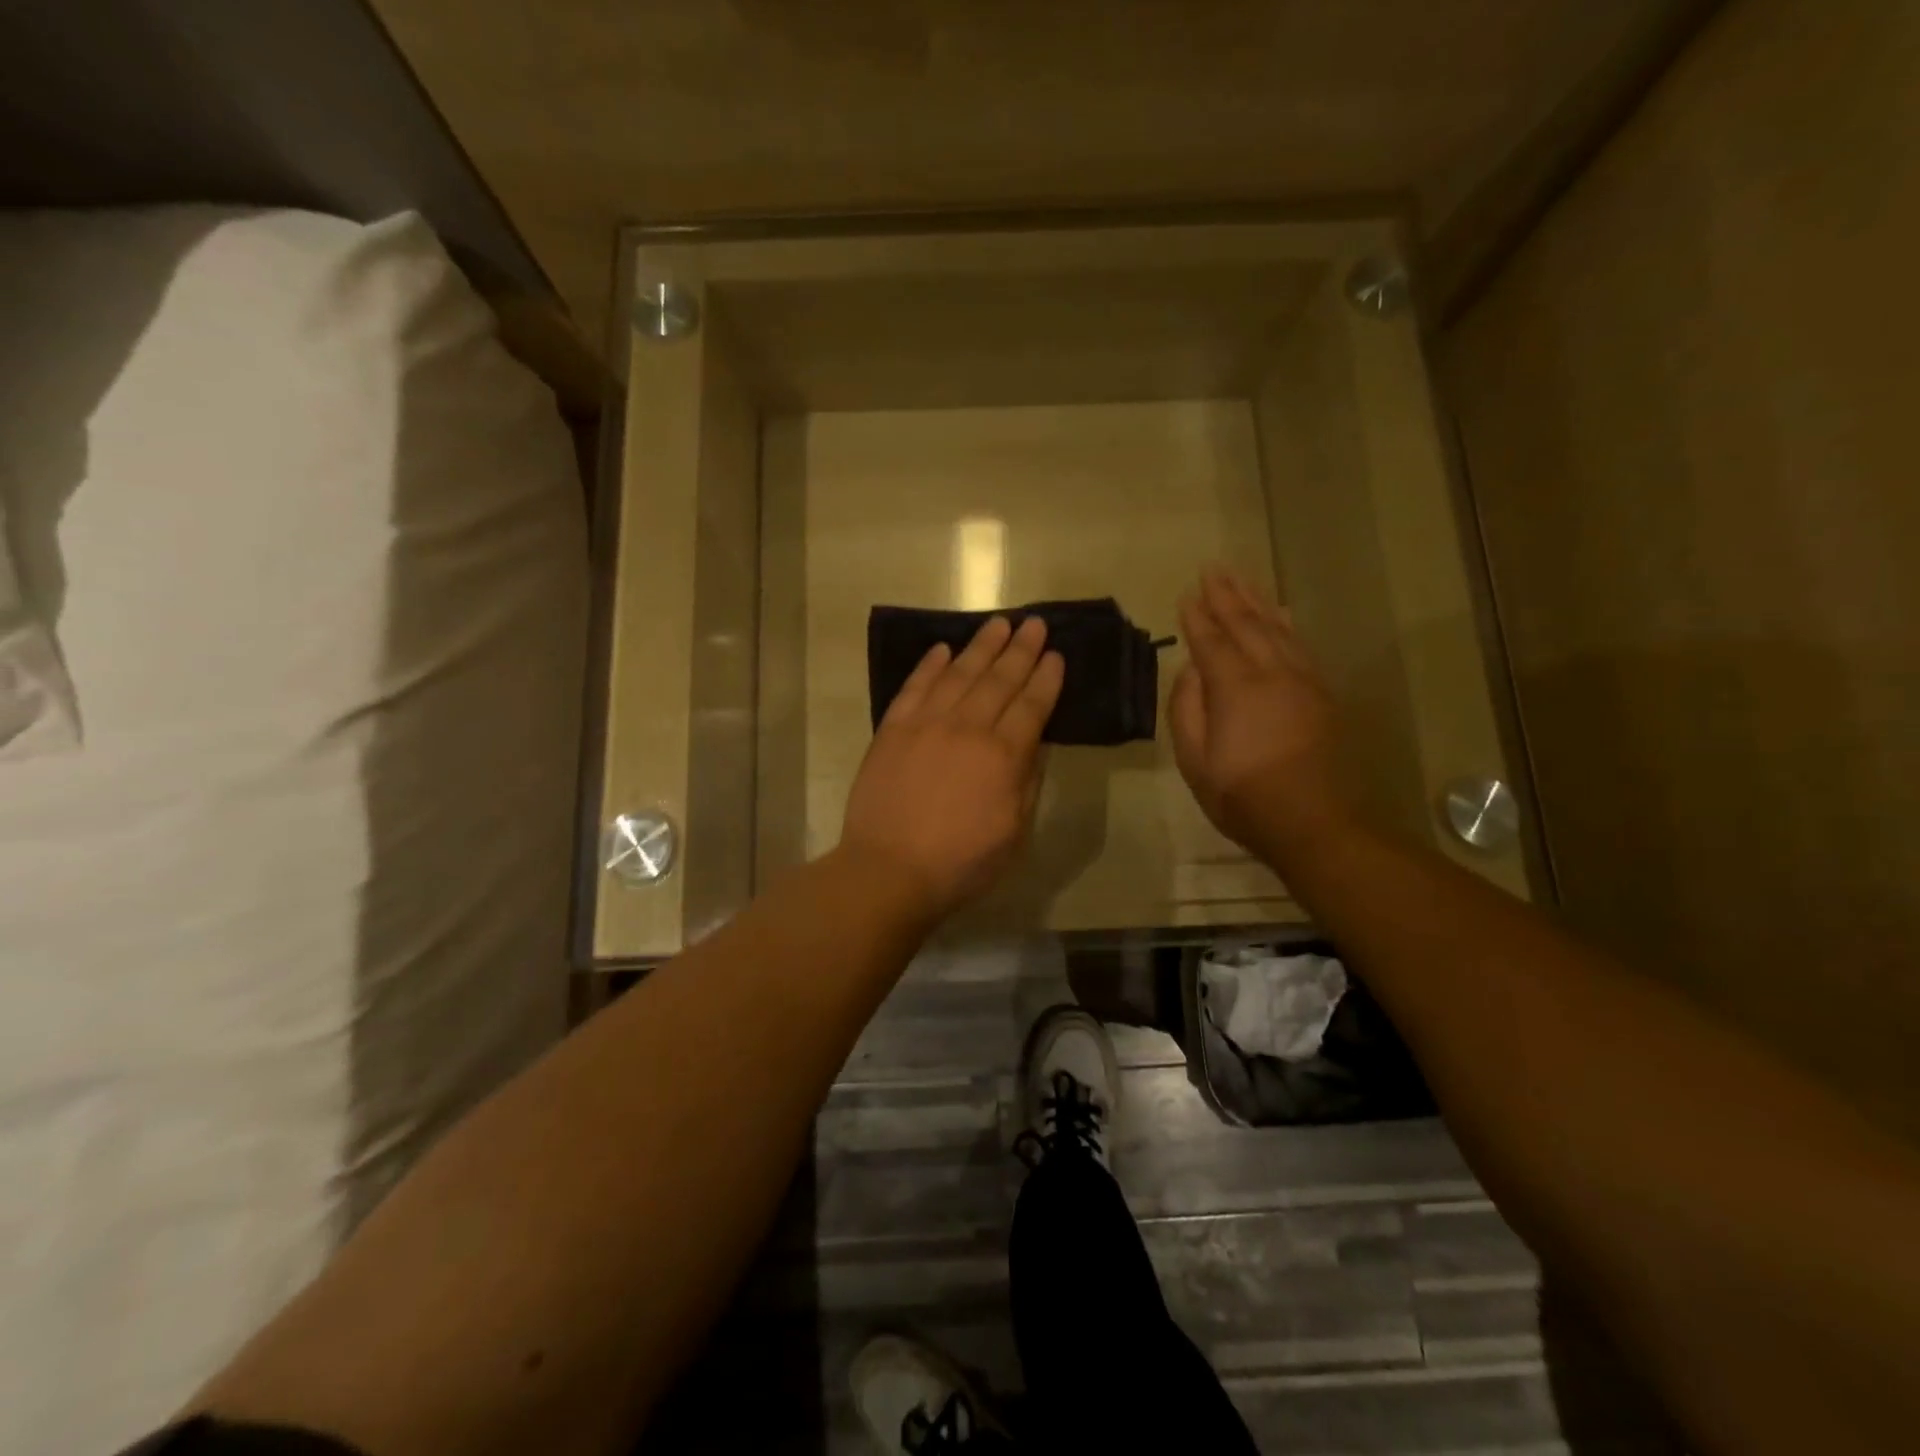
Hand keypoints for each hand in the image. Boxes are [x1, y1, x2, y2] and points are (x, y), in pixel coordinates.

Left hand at [839, 615, 1064, 922]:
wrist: (888, 869)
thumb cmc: (960, 862)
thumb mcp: (1014, 832)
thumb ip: (1026, 782)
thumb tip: (1034, 743)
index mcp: (1003, 756)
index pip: (1031, 706)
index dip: (1046, 678)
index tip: (1055, 654)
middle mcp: (967, 728)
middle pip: (999, 680)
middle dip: (1021, 650)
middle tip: (1034, 623)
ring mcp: (926, 724)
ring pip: (959, 674)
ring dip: (981, 646)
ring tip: (998, 624)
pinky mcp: (892, 729)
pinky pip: (915, 687)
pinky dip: (929, 665)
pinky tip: (942, 649)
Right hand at [1170, 567, 1351, 855]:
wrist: (1314, 822)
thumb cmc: (1243, 796)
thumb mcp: (1195, 761)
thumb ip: (1187, 710)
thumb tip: (1191, 672)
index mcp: (1236, 688)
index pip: (1211, 641)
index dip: (1197, 616)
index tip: (1186, 593)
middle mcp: (1271, 672)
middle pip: (1247, 623)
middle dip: (1227, 594)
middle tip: (1213, 568)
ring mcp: (1302, 680)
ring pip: (1277, 628)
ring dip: (1256, 600)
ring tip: (1241, 578)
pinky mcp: (1321, 693)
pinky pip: (1300, 644)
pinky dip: (1285, 622)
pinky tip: (1281, 612)